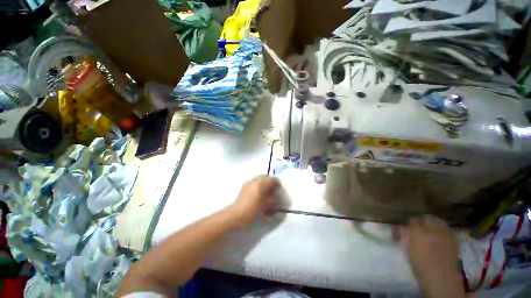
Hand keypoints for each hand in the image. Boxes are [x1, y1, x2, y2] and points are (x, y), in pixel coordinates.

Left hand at [230, 175, 280, 227]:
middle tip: (273, 188)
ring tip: (266, 190)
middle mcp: (255, 180)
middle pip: (266, 176)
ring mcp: (249, 182)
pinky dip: (258, 184)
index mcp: (261, 184)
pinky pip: (254, 181)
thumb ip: (273, 199)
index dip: (277, 183)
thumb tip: (276, 196)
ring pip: (259, 178)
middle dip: (270, 181)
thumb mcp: (266, 205)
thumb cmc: (253, 210)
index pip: (272, 179)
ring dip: (264, 182)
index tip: (279, 188)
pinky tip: (258, 192)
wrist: (237, 214)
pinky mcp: (244, 185)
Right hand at [402, 216, 465, 297]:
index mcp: (419, 235)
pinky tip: (441, 235)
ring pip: (439, 222)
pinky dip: (444, 230)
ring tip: (432, 230)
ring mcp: (445, 236)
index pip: (414, 222)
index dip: (412, 223)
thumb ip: (408, 238)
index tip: (411, 226)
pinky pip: (448, 230)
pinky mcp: (454, 240)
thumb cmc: (421, 267)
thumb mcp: (410, 252)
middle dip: (424, 221)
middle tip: (422, 226)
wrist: (441, 278)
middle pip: (428, 219)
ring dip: (434, 224)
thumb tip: (406, 229)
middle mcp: (433, 232)